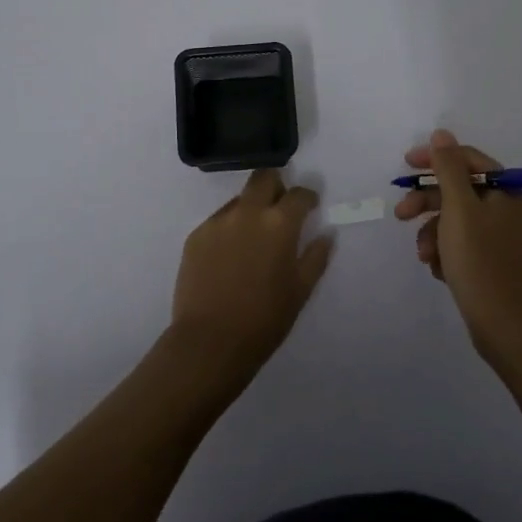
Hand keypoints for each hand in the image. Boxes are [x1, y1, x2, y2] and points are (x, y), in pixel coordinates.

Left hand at [170, 169, 332, 383]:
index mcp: (279, 223)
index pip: (299, 194)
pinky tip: (230, 255)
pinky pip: (218, 220)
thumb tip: (326, 234)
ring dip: (251, 208)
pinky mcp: (195, 236)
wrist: (209, 342)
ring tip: (253, 238)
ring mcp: (218, 221)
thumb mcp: (301, 290)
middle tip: (280, 208)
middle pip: (264, 178)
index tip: (309, 207)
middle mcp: (248, 212)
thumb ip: (316, 256)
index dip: (307, 198)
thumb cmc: (264, 319)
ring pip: (240, 199)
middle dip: (277, 186)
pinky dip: (229, 228)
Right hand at [395, 129, 521, 359]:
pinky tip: (438, 270)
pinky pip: (461, 244)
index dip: (434, 159)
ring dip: (433, 233)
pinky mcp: (492, 261)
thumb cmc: (482, 262)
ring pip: (455, 220)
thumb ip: (448, 169)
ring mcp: (501, 237)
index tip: (405, 165)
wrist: (508, 329)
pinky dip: (445, 252)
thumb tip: (442, 134)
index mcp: (508, 190)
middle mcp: (508, 208)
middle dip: (427, 202)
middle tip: (401, 214)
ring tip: (424, 255)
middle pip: (459, 190)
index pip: (467, 159)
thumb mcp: (459, 210)